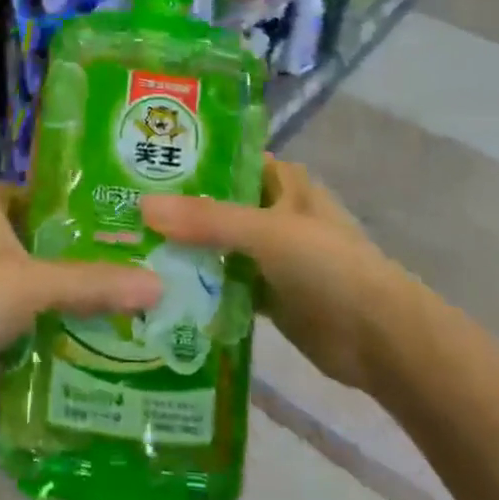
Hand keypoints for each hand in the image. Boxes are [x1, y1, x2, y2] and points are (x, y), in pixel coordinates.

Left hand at [0, 183, 161, 402]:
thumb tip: (157, 285)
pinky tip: (71, 340)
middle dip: (65, 252)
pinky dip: (35, 328)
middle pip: (28, 240)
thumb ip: (93, 284)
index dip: (58, 199)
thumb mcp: (37, 283)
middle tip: (117, 262)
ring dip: (52, 294)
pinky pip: (9, 320)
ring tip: (106, 302)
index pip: (26, 192)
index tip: (99, 214)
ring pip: (20, 283)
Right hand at [144, 157, 392, 393]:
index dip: (187, 160)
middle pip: (216, 204)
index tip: (138, 163)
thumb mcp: (266, 232)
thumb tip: (142, 207)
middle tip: (119, 210)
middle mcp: (273, 211)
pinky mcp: (267, 294)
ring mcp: (270, 254)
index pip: (225, 160)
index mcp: (281, 181)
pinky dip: (199, 286)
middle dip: (176, 209)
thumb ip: (206, 219)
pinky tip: (158, 289)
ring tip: (127, 247)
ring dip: (183, 249)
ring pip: (217, 244)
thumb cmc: (328, 266)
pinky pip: (224, 283)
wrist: (379, 339)